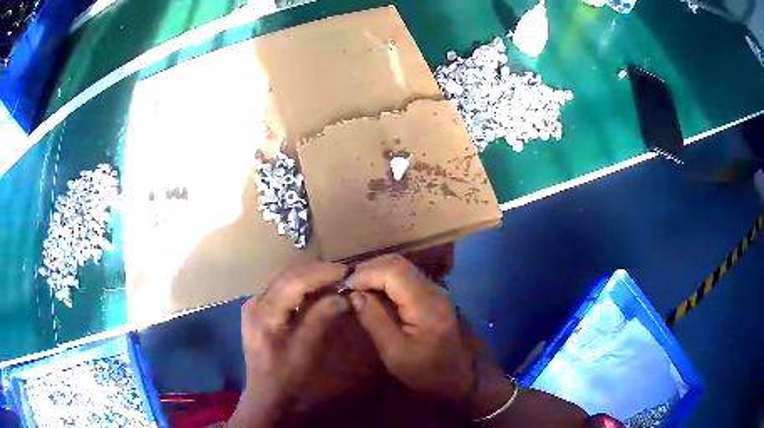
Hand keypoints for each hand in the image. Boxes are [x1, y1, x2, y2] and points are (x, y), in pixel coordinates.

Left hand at [229, 262, 348, 426]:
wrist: (265, 393)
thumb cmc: (286, 375)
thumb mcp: (305, 349)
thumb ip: (321, 317)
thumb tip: (343, 295)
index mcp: (264, 312)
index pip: (294, 281)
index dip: (321, 273)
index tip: (347, 272)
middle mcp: (255, 301)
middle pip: (288, 276)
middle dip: (317, 272)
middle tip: (344, 275)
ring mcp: (254, 304)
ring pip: (284, 280)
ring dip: (309, 277)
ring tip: (334, 280)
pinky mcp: (257, 310)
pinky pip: (281, 290)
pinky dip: (300, 287)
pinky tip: (315, 291)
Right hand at [346, 255, 477, 407]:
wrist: (458, 377)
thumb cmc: (425, 371)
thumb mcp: (394, 353)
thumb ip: (374, 321)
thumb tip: (354, 294)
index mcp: (427, 305)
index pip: (394, 272)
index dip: (366, 274)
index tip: (344, 288)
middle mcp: (434, 290)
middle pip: (399, 264)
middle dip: (369, 269)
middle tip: (347, 286)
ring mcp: (436, 291)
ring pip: (403, 267)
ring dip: (377, 272)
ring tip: (356, 287)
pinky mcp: (433, 295)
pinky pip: (407, 277)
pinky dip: (386, 278)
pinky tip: (373, 291)